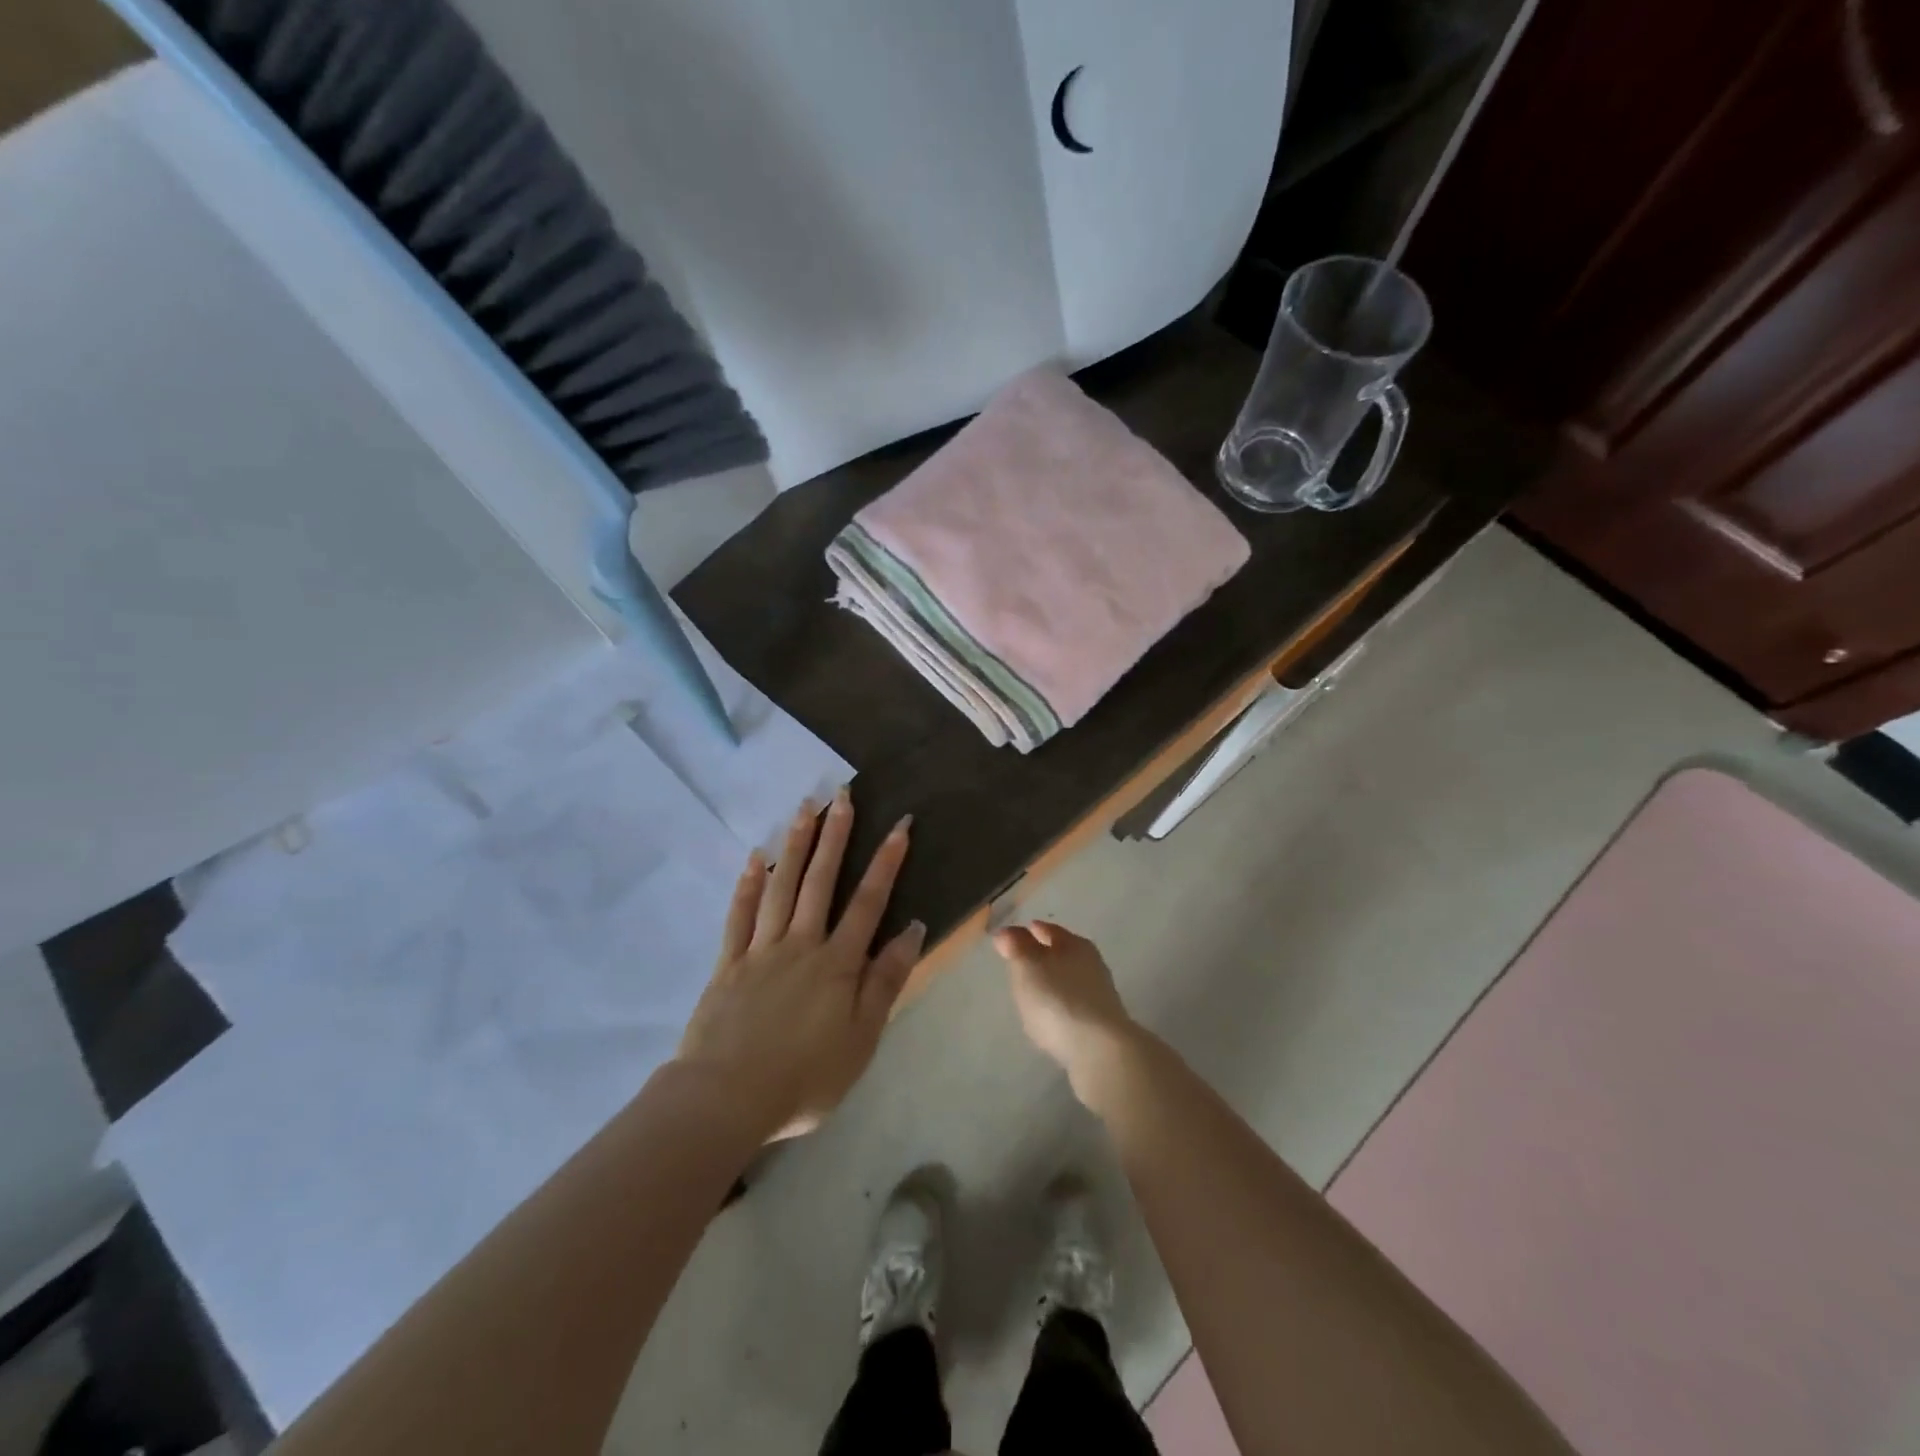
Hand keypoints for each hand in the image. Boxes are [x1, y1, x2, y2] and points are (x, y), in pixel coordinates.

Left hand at [677, 787, 922, 1141]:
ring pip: (781, 887)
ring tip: (805, 808)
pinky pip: (740, 914)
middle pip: (821, 881)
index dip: (886, 861)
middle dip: (836, 836)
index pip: (868, 901)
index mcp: (837, 963)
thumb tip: (911, 929)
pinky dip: (749, 883)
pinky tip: (757, 856)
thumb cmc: (804, 1077)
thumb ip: (886, 981)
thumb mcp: (862, 1038)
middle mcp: (801, 944)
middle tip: (842, 794)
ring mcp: (761, 949)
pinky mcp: (729, 963)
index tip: (900, 824)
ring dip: (796, 845)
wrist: (726, 1098)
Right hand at [992, 921, 1137, 1104]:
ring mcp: (1099, 995)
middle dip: (1042, 955)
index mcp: (1075, 944)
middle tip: (1020, 962)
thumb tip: (1007, 932)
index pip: (1049, 930)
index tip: (1012, 936)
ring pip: (1069, 980)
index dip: (1029, 931)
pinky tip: (1050, 1018)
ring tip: (1032, 992)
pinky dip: (1060, 1006)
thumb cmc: (1058, 999)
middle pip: (1062, 953)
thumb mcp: (1027, 968)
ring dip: (1052, 983)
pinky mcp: (1101, 1024)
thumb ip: (1016, 948)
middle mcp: (1091, 963)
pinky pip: (1073, 1005)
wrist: (1100, 1050)